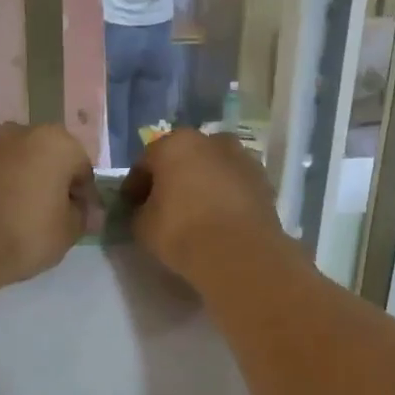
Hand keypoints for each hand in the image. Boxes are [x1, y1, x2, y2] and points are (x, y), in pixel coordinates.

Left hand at [0, 123, 93, 288]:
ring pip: (19, 163)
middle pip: (49, 158)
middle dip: (54, 183)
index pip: (82, 169)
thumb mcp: (68, 232)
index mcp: (56, 142)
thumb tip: (86, 212)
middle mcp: (22, 132)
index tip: (83, 221)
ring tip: (25, 217)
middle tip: (55, 216)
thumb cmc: (26, 232)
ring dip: (26, 182)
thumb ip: (83, 216)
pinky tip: (0, 215)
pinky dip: (1, 187)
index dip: (86, 197)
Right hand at [123, 129, 286, 284]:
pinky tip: (219, 218)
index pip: (146, 162)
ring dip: (202, 184)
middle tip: (164, 206)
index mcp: (175, 143)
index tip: (131, 206)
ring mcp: (242, 157)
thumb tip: (143, 210)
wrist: (239, 253)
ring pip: (213, 168)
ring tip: (195, 213)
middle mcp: (211, 140)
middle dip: (172, 178)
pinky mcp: (264, 180)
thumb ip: (138, 212)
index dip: (135, 186)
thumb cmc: (182, 232)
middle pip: (183, 158)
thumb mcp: (143, 226)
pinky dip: (225, 195)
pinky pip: (234, 185)